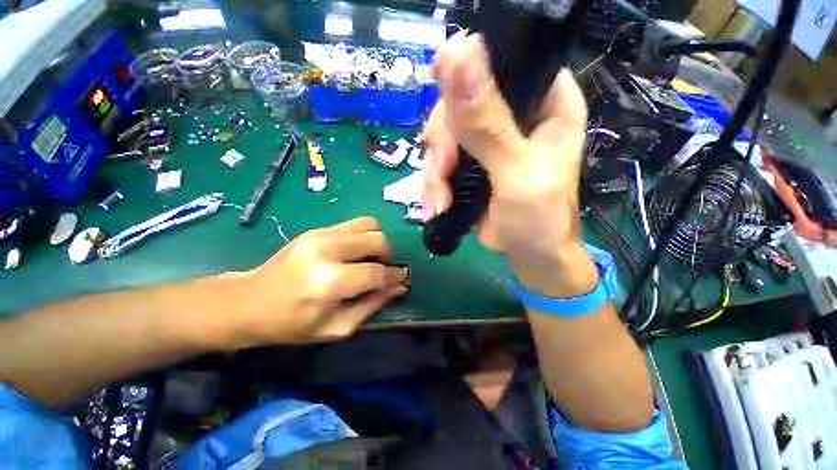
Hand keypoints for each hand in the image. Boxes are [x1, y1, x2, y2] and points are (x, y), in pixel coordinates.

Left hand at [230, 217, 407, 345]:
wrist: (248, 302)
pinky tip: (355, 252)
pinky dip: (363, 235)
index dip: (395, 276)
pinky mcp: (316, 229)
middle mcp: (328, 251)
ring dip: (377, 241)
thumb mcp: (336, 328)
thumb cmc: (292, 324)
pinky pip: (354, 223)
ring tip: (369, 258)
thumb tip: (399, 287)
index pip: (377, 272)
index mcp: (330, 282)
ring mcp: (321, 235)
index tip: (402, 278)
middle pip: (378, 240)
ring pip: (369, 225)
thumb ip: (372, 305)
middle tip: (382, 269)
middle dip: (388, 255)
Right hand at [423, 32, 596, 295]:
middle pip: (459, 101)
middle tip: (443, 170)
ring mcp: (488, 140)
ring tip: (439, 200)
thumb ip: (488, 125)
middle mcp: (514, 113)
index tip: (447, 102)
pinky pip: (440, 161)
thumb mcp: (518, 172)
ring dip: (435, 171)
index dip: (468, 70)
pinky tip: (436, 205)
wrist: (532, 257)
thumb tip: (457, 55)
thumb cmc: (540, 218)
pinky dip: (433, 183)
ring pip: (444, 135)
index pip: (502, 58)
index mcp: (544, 100)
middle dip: (444, 141)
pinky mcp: (471, 163)